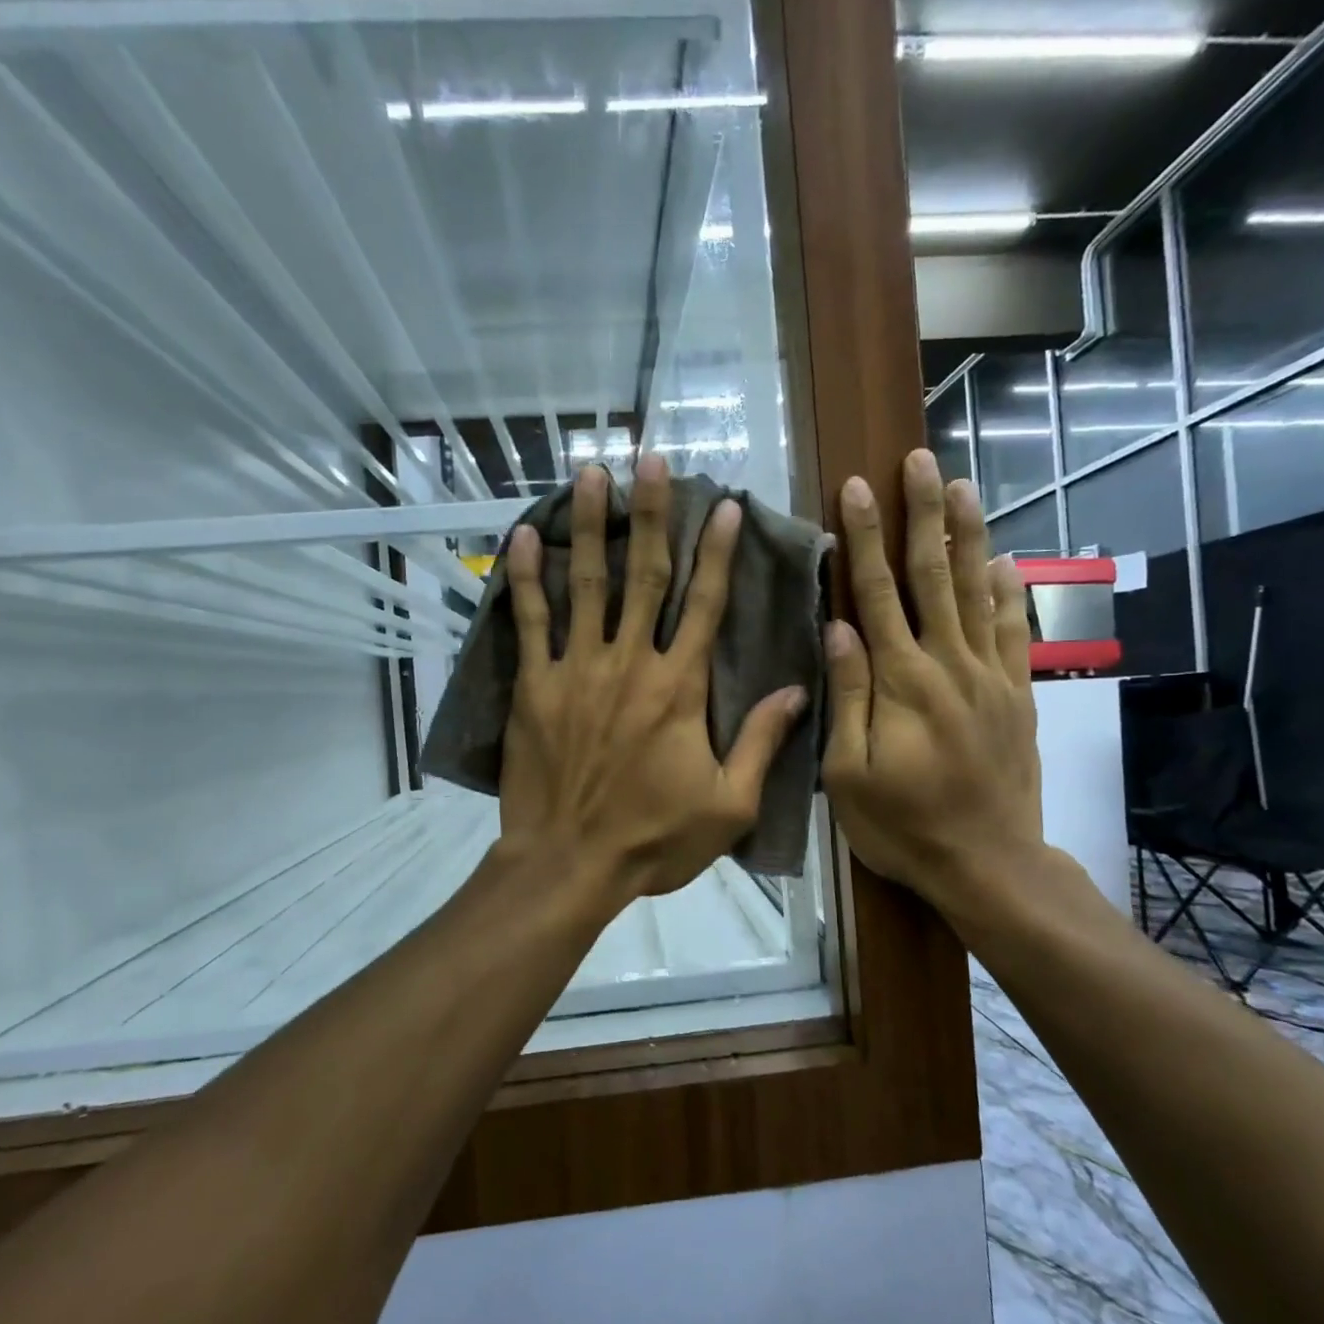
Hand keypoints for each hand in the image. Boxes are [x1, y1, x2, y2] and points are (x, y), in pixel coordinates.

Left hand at [498, 458, 807, 902]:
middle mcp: (630, 663)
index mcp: (680, 688)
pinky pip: (530, 621)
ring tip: (591, 473)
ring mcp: (577, 669)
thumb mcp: (729, 805)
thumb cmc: (654, 839)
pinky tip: (524, 536)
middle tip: (650, 459)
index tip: (724, 507)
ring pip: (587, 584)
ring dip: (591, 525)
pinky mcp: (534, 686)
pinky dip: (527, 577)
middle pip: (645, 575)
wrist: (570, 864)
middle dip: (651, 513)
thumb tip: (799, 688)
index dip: (718, 552)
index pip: (706, 605)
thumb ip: (762, 742)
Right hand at [821, 450, 1044, 916]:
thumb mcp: (850, 773)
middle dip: (922, 515)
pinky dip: (1008, 592)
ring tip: (962, 486)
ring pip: (977, 592)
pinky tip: (1003, 560)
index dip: (864, 539)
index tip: (856, 489)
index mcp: (902, 681)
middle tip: (919, 460)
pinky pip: (1013, 631)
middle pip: (932, 576)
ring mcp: (990, 676)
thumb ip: (848, 696)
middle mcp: (949, 664)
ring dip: (968, 536)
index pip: (876, 593)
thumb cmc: (903, 826)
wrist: (988, 864)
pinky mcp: (1016, 695)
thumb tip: (839, 629)